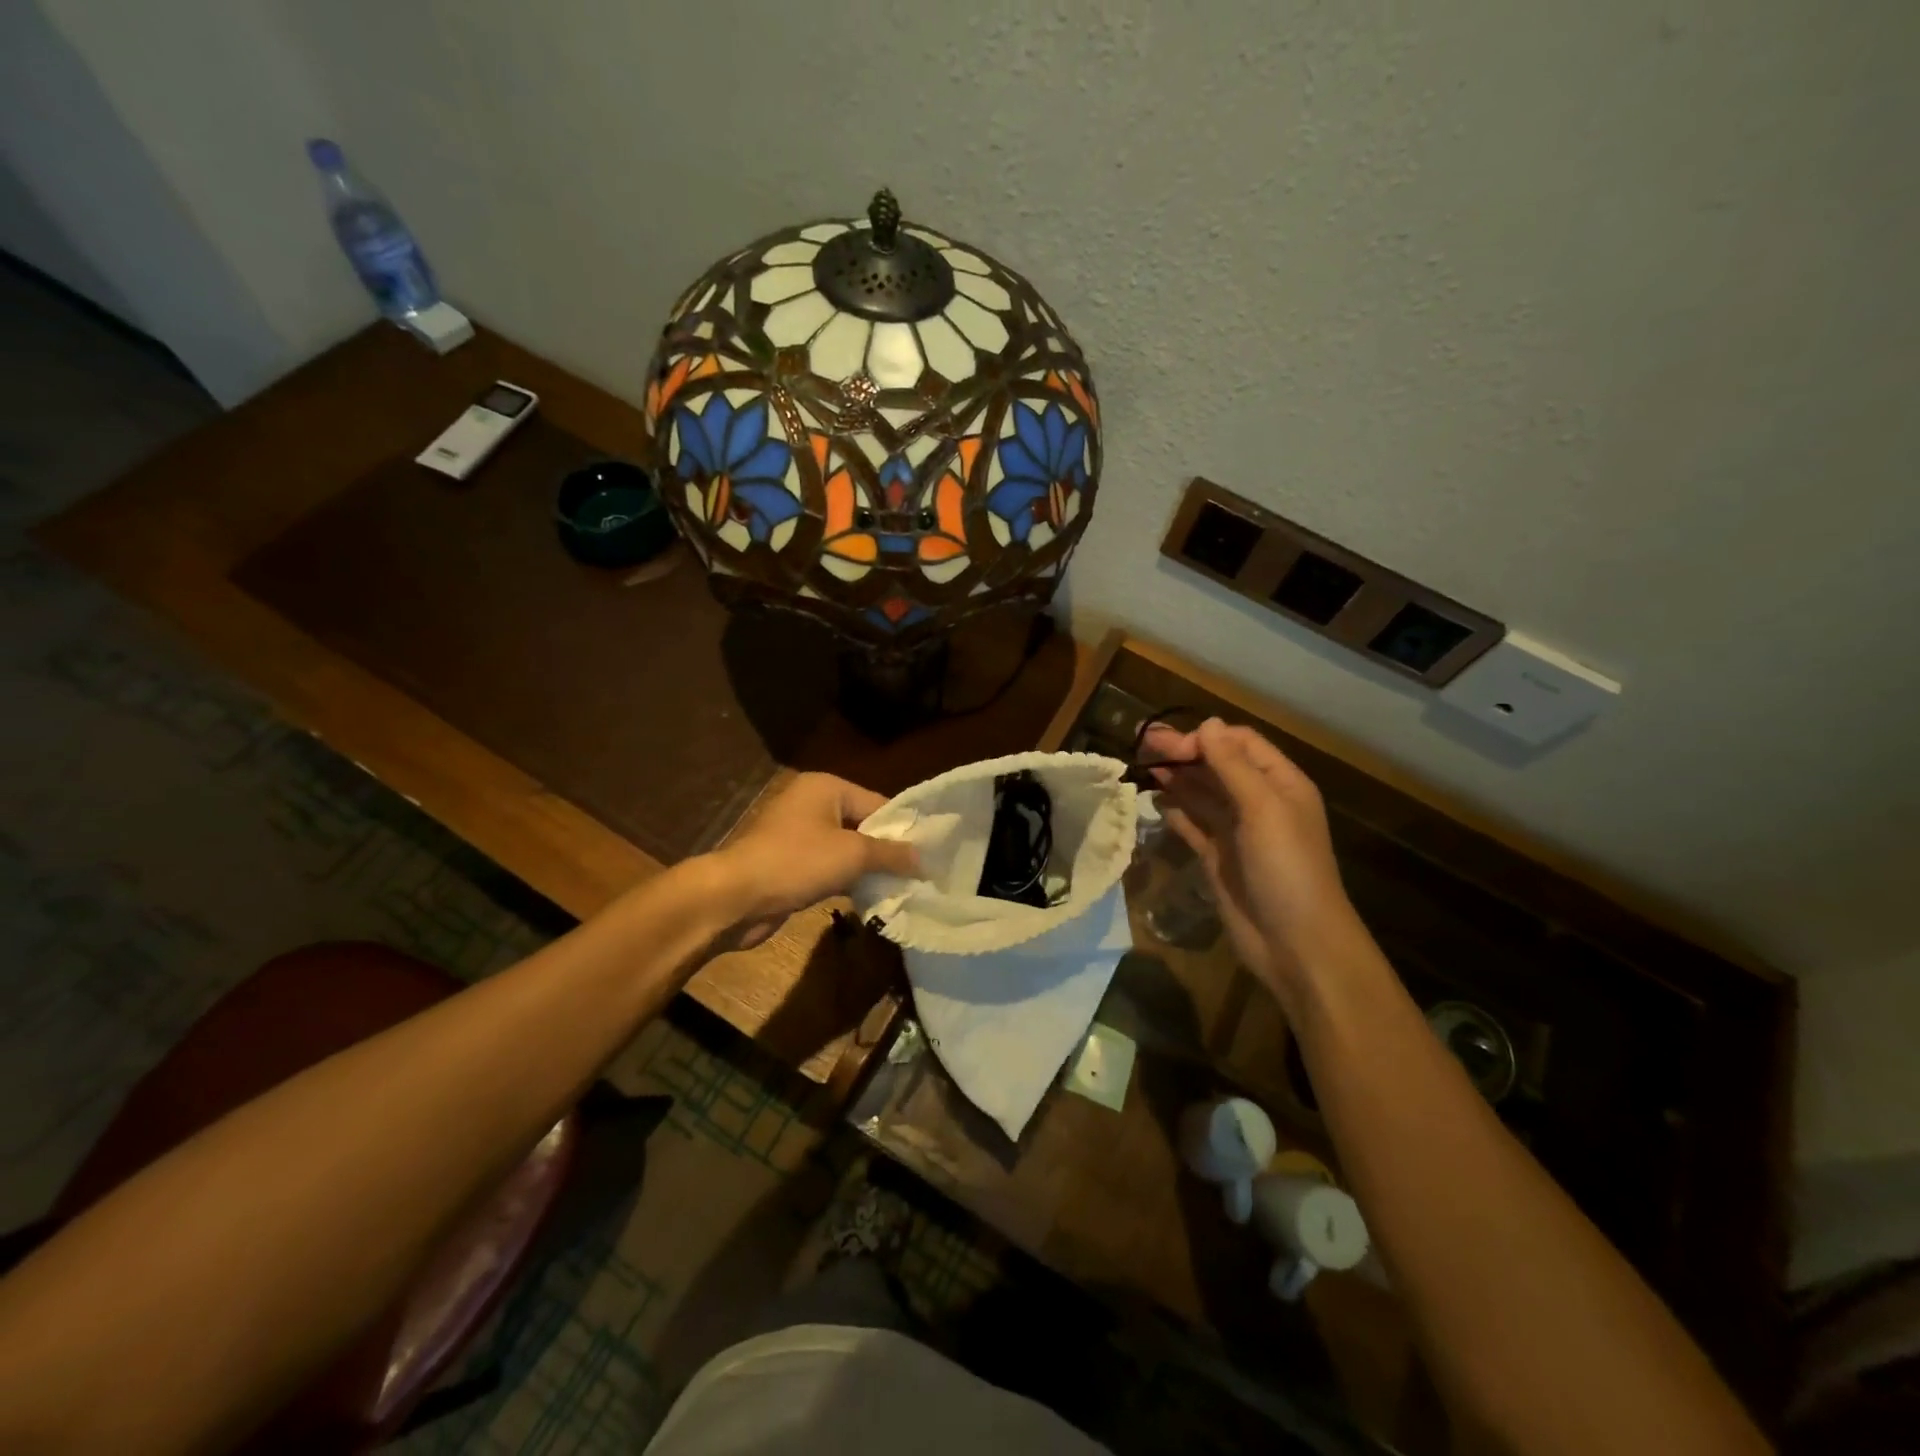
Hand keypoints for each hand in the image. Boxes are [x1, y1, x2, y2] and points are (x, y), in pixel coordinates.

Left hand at [708, 772, 918, 949]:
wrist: (736, 897)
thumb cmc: (797, 862)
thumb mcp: (853, 854)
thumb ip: (892, 853)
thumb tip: (923, 858)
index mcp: (826, 787)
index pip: (878, 803)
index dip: (904, 829)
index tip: (930, 853)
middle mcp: (812, 803)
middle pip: (863, 825)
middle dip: (887, 850)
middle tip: (919, 872)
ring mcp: (798, 834)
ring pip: (846, 848)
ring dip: (868, 868)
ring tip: (901, 887)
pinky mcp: (790, 863)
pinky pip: (829, 866)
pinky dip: (847, 879)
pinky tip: (870, 896)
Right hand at [1142, 718, 1368, 1003]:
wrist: (1296, 943)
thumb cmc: (1287, 868)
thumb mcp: (1264, 809)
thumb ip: (1233, 766)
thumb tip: (1207, 724)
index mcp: (1280, 784)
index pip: (1240, 744)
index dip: (1205, 738)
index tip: (1169, 745)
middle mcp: (1259, 803)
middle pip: (1217, 766)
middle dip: (1184, 754)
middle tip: (1142, 745)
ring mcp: (1237, 832)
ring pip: (1202, 795)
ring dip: (1176, 779)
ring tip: (1142, 767)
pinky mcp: (1218, 858)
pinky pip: (1193, 826)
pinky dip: (1176, 812)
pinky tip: (1155, 801)